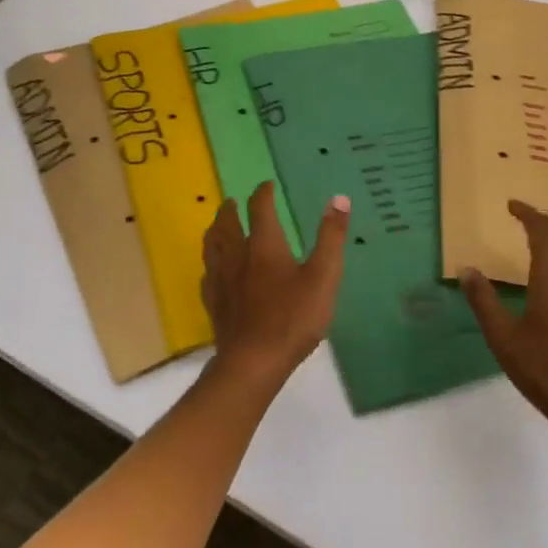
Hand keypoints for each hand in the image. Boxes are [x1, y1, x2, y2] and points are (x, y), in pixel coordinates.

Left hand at [200, 182, 349, 388]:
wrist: (253, 362)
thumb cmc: (293, 318)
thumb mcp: (323, 276)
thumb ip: (331, 237)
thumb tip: (339, 198)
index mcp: (265, 245)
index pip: (260, 208)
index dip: (263, 193)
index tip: (267, 185)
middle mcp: (238, 256)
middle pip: (228, 224)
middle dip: (231, 209)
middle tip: (232, 201)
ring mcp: (221, 280)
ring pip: (212, 246)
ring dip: (215, 231)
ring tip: (218, 226)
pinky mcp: (214, 304)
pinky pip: (208, 276)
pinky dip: (211, 264)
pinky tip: (213, 271)